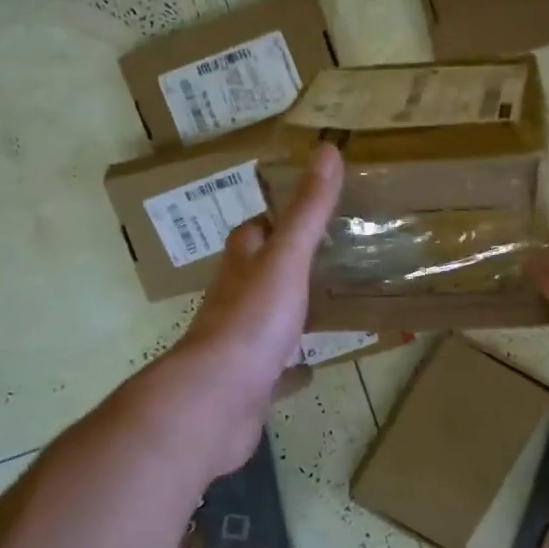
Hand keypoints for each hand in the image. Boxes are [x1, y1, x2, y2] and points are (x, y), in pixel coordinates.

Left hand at [155, 144, 343, 477]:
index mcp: (241, 264)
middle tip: (329, 256)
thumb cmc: (252, 319)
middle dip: (284, 263)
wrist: (219, 398)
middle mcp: (234, 298)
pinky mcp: (249, 380)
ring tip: (327, 302)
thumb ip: (307, 210)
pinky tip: (311, 369)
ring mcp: (239, 341)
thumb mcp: (286, 257)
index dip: (274, 218)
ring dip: (287, 309)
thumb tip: (326, 149)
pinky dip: (290, 365)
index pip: (253, 230)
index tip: (306, 209)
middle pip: (257, 272)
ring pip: (265, 317)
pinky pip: (274, 366)